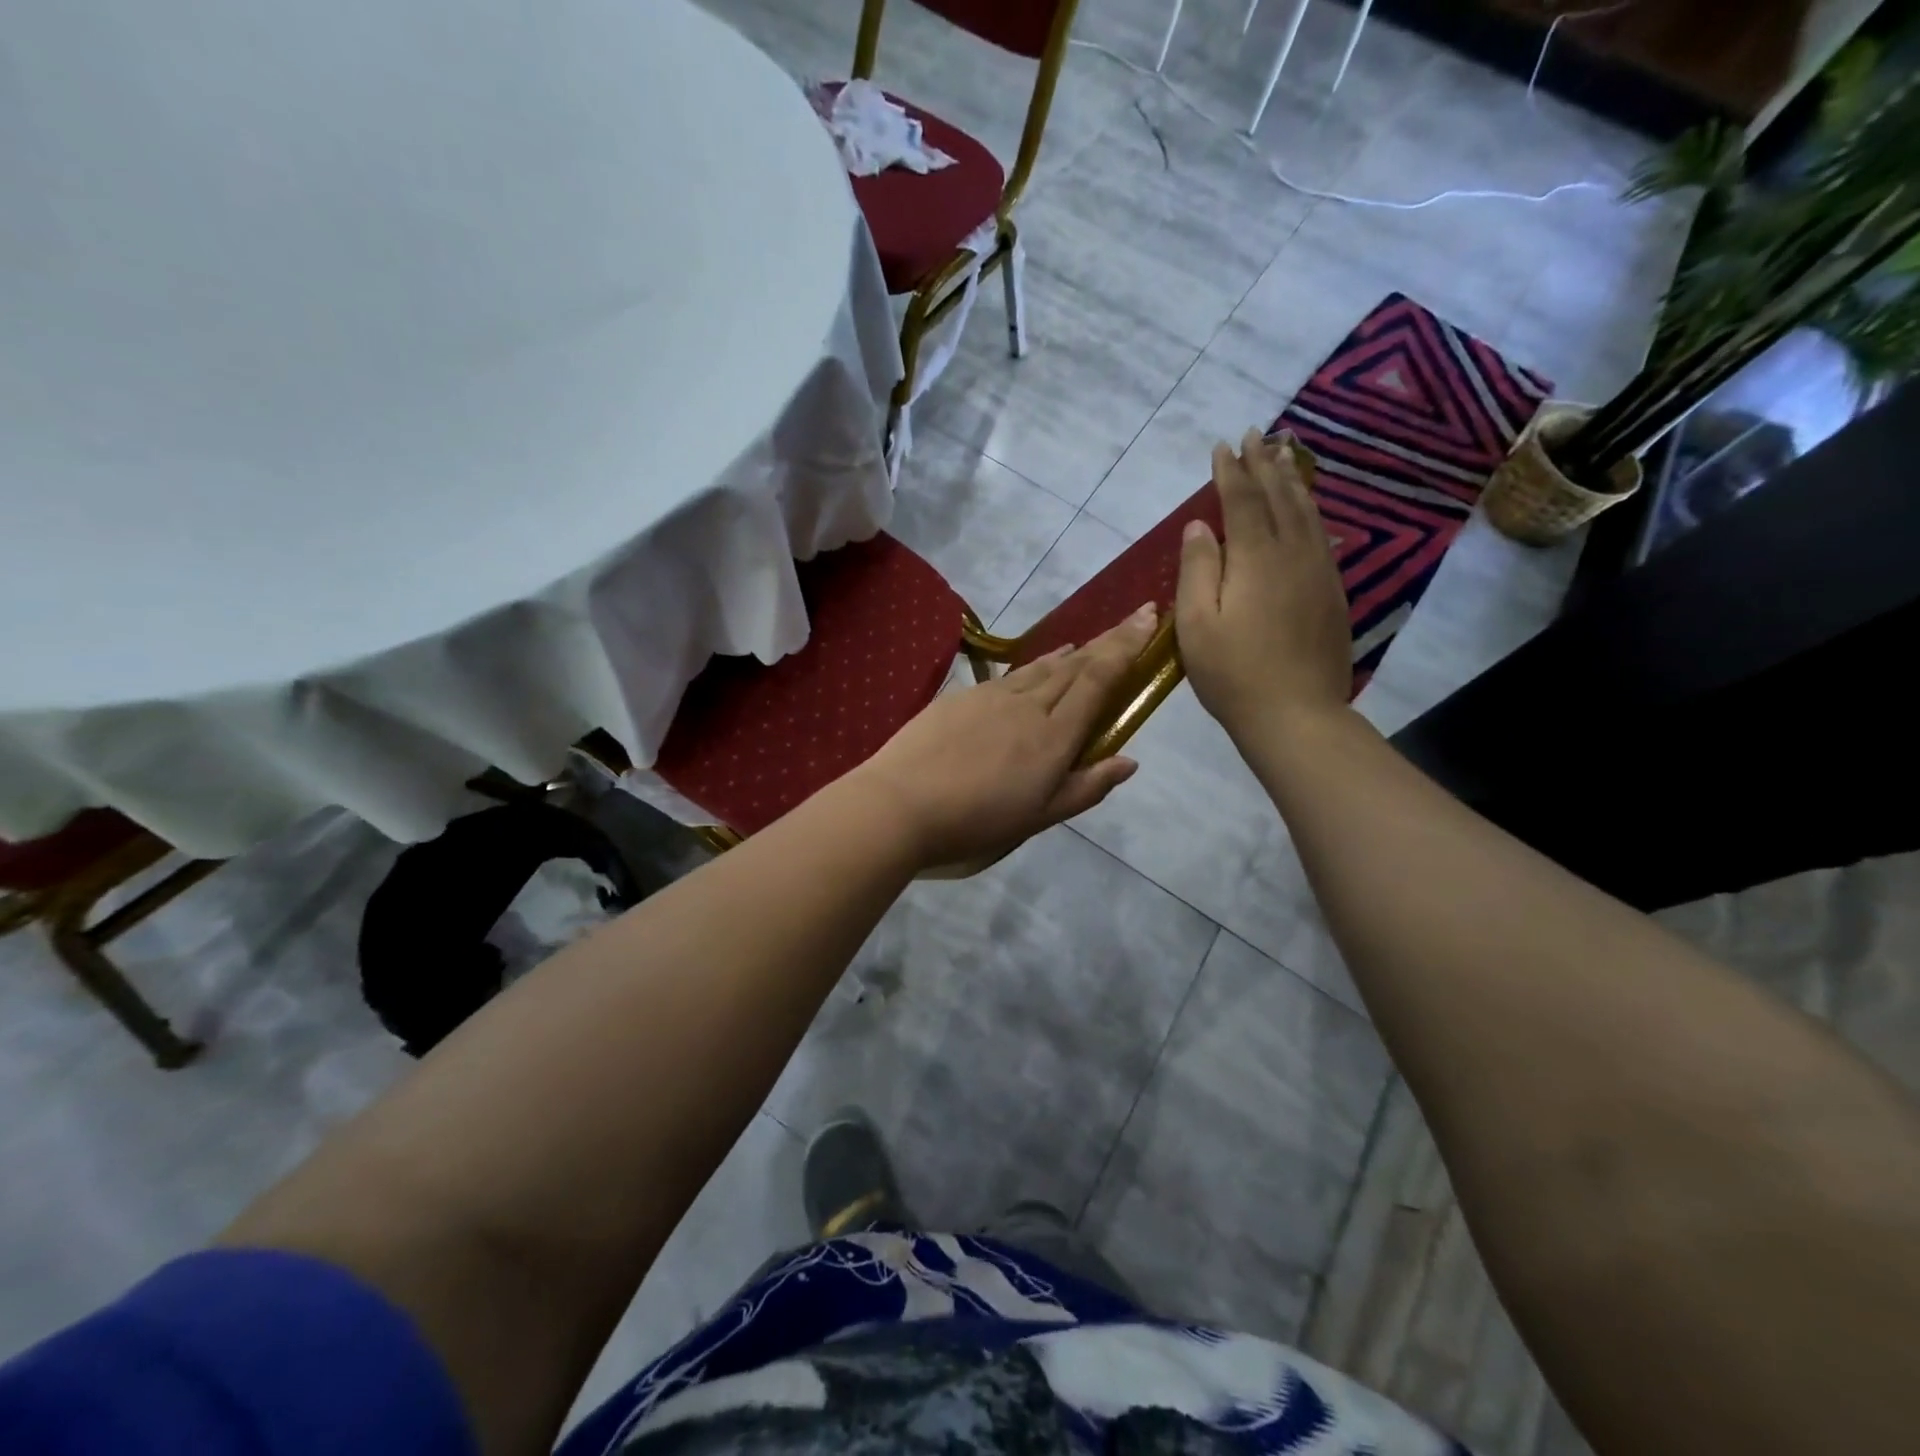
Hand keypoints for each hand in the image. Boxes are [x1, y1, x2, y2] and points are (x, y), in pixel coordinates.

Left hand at [845, 605, 1156, 867]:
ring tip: (1088, 643)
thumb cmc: (976, 819)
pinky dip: (1035, 664)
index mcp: (1054, 735)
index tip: (1148, 619)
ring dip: (1071, 653)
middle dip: (1108, 641)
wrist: (901, 802)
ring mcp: (992, 696)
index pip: (1098, 680)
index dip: (1125, 647)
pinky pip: (1011, 674)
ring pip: (1042, 667)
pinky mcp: (962, 697)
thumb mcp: (1040, 816)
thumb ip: (1087, 786)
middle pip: (1075, 666)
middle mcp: (1028, 705)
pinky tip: (1037, 665)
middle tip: (1133, 618)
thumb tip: (1129, 760)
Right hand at [1176, 428, 1350, 743]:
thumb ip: (1198, 570)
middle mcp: (1293, 554)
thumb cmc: (1233, 674)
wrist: (1296, 714)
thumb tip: (1199, 526)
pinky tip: (1308, 508)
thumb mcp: (1196, 625)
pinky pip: (1322, 536)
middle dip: (1265, 463)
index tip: (1223, 445)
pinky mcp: (1332, 593)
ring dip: (1292, 480)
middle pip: (1280, 497)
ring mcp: (1319, 572)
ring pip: (1307, 512)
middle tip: (1258, 434)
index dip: (1232, 471)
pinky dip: (1312, 512)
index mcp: (1256, 559)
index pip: (1242, 501)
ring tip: (1286, 454)